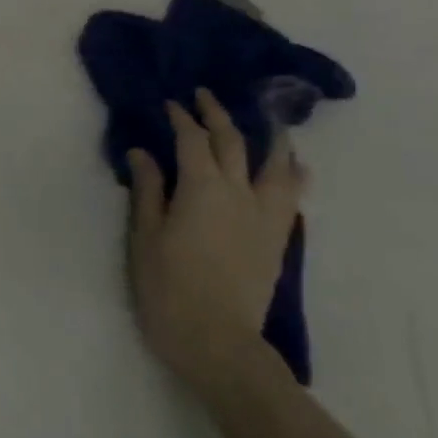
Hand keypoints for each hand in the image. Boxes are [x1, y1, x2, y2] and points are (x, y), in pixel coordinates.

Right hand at [127, 88, 306, 396]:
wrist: (217, 340)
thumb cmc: (168, 288)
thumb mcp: (145, 237)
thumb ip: (147, 190)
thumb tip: (143, 152)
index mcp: (202, 188)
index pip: (192, 140)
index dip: (181, 118)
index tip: (170, 103)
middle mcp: (239, 192)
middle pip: (233, 142)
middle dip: (217, 115)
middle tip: (205, 97)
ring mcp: (265, 215)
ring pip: (275, 163)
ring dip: (269, 136)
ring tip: (266, 120)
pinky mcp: (277, 237)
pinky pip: (293, 194)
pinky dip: (292, 172)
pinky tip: (294, 166)